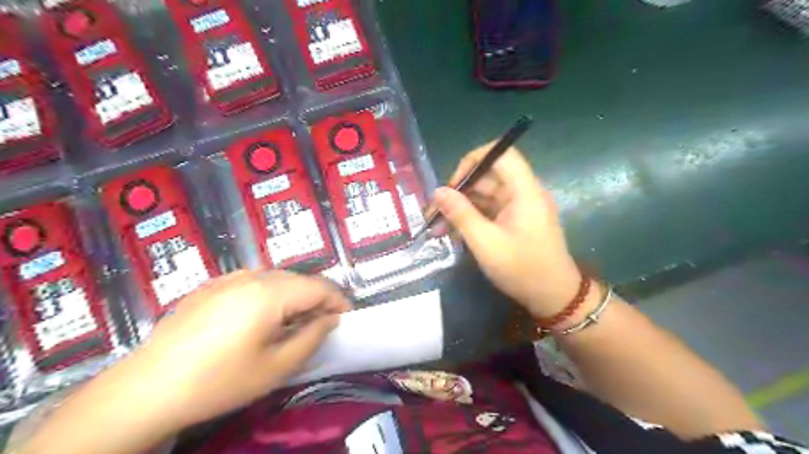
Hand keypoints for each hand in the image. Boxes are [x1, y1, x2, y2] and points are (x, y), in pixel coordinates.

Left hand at [20, 272, 350, 453]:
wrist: (147, 389)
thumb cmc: (220, 381)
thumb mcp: (276, 366)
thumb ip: (312, 337)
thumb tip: (330, 318)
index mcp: (271, 292)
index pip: (319, 287)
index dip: (338, 300)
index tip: (347, 318)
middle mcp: (252, 276)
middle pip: (298, 279)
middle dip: (316, 299)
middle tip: (321, 324)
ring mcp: (228, 278)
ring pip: (276, 278)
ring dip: (293, 296)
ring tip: (292, 322)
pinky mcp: (210, 286)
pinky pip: (252, 282)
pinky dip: (269, 294)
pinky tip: (259, 317)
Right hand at [437, 145, 581, 318]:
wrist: (554, 298)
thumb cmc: (522, 270)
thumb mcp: (486, 243)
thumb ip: (461, 214)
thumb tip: (438, 191)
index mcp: (524, 191)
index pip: (501, 154)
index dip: (474, 161)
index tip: (453, 183)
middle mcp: (523, 193)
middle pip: (488, 177)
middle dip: (459, 192)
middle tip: (434, 213)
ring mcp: (519, 208)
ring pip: (485, 196)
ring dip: (461, 208)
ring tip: (437, 228)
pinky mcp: (515, 221)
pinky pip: (489, 211)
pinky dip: (471, 219)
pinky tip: (452, 233)